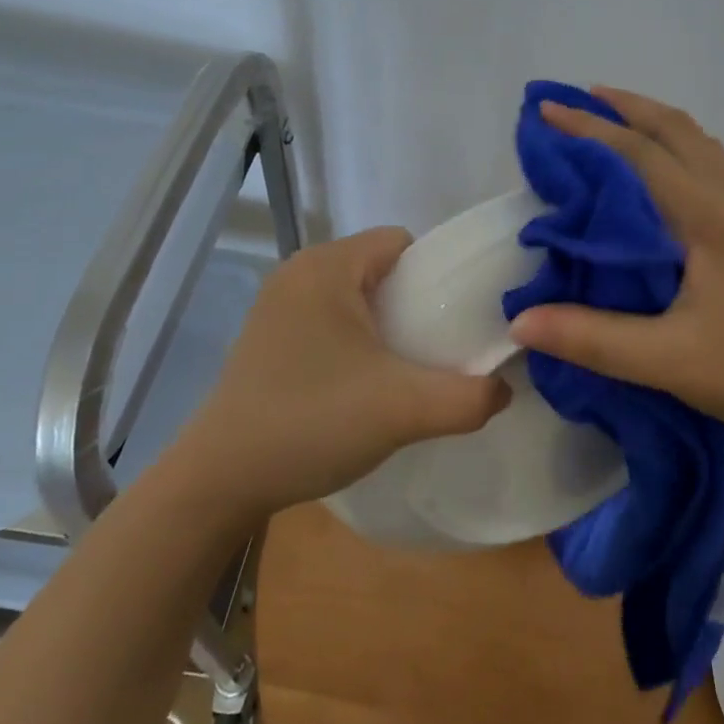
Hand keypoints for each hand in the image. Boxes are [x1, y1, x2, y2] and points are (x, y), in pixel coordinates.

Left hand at [177, 228, 510, 514]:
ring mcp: (278, 304)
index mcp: (328, 266)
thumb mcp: (404, 410)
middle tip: (437, 352)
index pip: (402, 243)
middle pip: (380, 268)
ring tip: (405, 371)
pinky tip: (362, 384)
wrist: (219, 481)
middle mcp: (299, 271)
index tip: (455, 322)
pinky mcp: (268, 336)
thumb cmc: (311, 423)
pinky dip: (356, 339)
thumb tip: (504, 389)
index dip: (437, 275)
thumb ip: (469, 397)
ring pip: (355, 295)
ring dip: (386, 325)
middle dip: (415, 304)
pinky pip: (330, 318)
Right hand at [507, 86, 723, 437]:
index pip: (641, 155)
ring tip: (618, 121)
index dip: (590, 130)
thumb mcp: (668, 362)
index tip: (546, 110)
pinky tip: (666, 173)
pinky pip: (715, 167)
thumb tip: (519, 321)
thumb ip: (592, 338)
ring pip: (702, 145)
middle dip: (627, 108)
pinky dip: (680, 148)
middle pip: (678, 131)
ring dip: (657, 124)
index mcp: (710, 219)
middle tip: (580, 100)